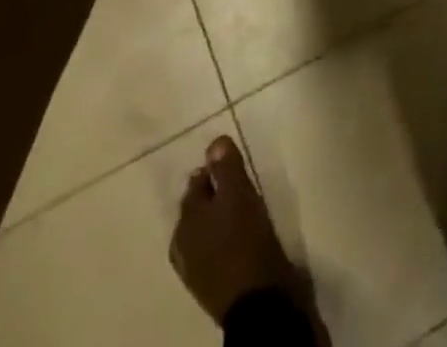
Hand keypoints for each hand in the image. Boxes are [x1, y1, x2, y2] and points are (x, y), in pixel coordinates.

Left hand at [170, 136, 297, 326]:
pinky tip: (247, 231)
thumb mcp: (238, 196)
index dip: (214, 168)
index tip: (235, 160)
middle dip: (217, 192)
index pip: (196, 183)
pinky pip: (220, 247)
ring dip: (223, 214)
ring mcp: (199, 269)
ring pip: (210, 228)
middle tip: (242, 180)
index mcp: (186, 223)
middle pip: (201, 207)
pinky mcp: (217, 284)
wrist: (260, 304)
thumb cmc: (245, 242)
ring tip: (247, 203)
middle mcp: (185, 246)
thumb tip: (214, 142)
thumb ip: (226, 168)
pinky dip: (229, 235)